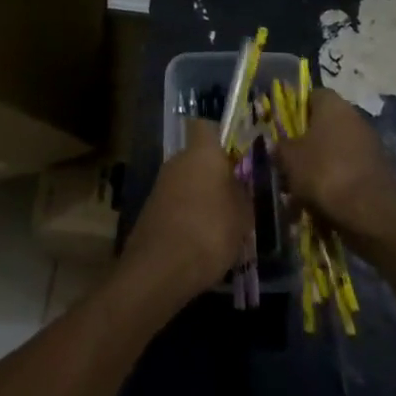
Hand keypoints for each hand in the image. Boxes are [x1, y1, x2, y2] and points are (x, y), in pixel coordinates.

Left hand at [118, 143, 253, 304]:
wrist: (160, 268)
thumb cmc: (210, 231)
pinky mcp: (150, 209)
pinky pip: (177, 203)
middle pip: (199, 157)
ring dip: (202, 196)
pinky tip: (201, 240)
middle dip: (216, 174)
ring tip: (222, 224)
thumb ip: (244, 194)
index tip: (238, 157)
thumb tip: (242, 186)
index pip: (207, 127)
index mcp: (202, 152)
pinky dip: (188, 215)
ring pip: (188, 181)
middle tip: (236, 197)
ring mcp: (160, 184)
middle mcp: (178, 159)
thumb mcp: (242, 215)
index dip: (222, 138)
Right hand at [274, 88, 395, 243]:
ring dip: (318, 166)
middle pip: (323, 125)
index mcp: (332, 104)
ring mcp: (368, 144)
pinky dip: (335, 183)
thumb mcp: (290, 159)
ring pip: (334, 150)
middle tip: (287, 164)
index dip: (294, 111)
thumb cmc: (324, 173)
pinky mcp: (377, 170)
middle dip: (305, 144)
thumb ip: (280, 147)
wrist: (372, 213)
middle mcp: (353, 117)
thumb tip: (278, 144)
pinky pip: (348, 170)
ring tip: (300, 190)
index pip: (310, 96)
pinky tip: (321, 203)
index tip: (281, 131)